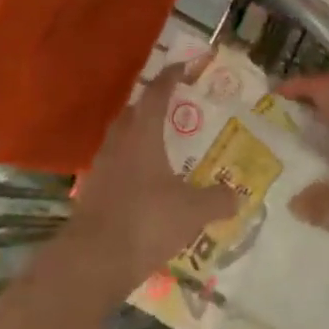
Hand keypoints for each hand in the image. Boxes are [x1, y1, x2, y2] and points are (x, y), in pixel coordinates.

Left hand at [65, 64, 237, 291]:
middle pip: (133, 113)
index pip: (156, 95)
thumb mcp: (193, 211)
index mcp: (142, 136)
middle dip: (151, 106)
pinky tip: (144, 184)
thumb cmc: (147, 222)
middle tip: (173, 108)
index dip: (170, 78)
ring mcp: (100, 169)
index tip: (183, 67)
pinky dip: (129, 166)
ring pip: (120, 140)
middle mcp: (118, 144)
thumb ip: (218, 200)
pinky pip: (113, 167)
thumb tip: (237, 196)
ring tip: (160, 146)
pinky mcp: (91, 194)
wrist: (93, 261)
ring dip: (138, 136)